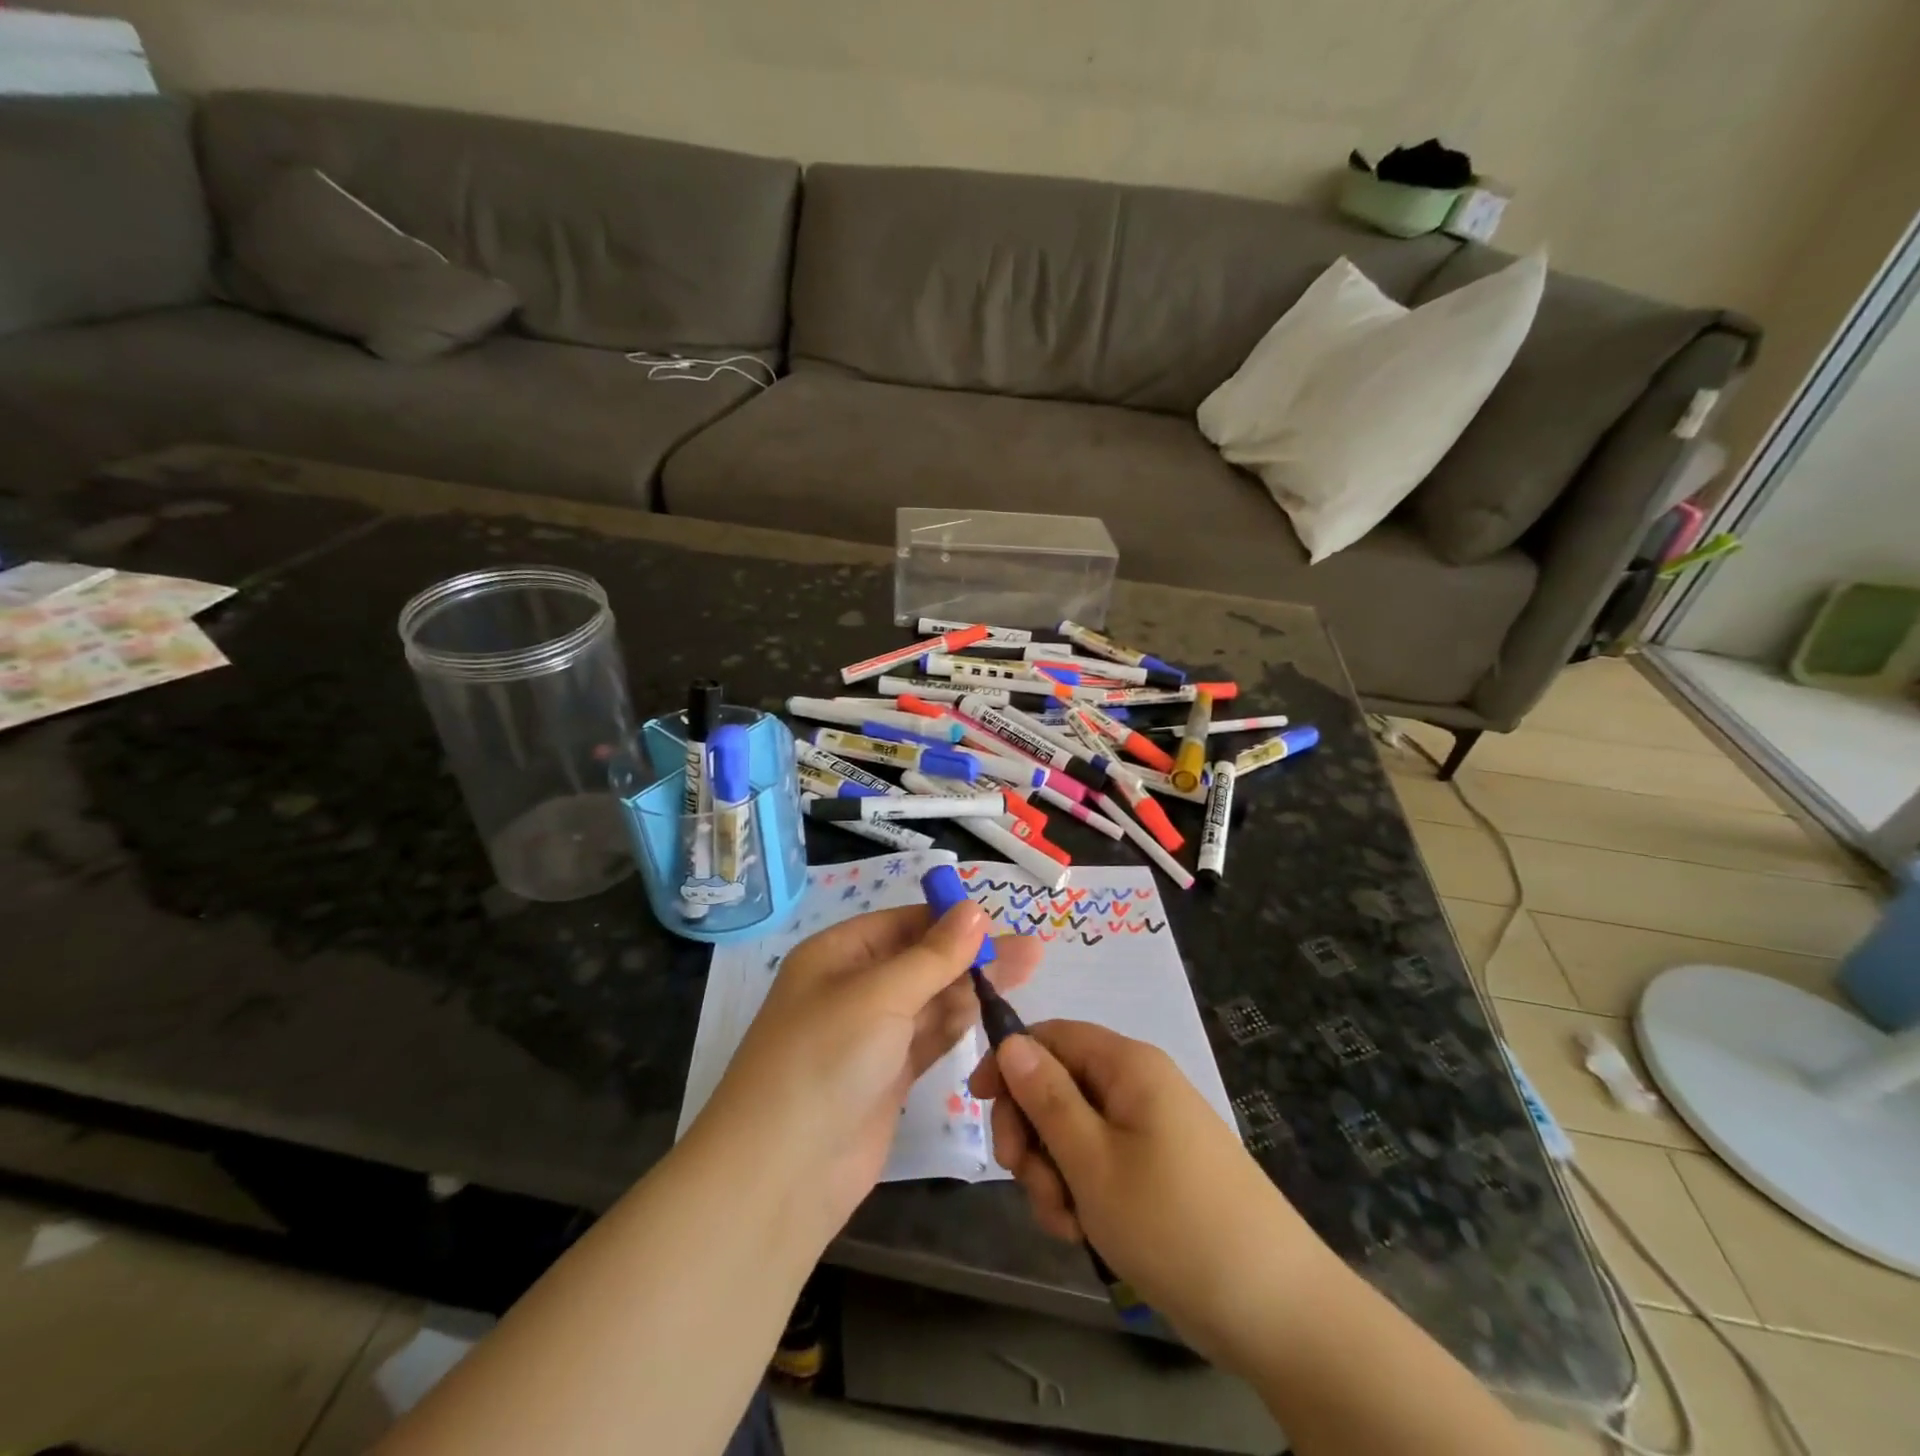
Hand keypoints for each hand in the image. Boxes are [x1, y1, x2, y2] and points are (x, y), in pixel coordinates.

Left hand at [695, 903, 1039, 1246]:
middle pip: (922, 960)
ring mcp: (872, 1036)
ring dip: (973, 986)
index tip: (998, 921)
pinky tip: (995, 1009)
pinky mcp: (888, 1076)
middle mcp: (854, 989)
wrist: (780, 1175)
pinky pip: (930, 1037)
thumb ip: (934, 955)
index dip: (948, 919)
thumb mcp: (880, 995)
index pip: (901, 923)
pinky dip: (960, 1023)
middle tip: (1031, 950)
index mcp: (837, 955)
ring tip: (1029, 970)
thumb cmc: (825, 1059)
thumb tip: (975, 908)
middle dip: (972, 953)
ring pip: (931, 999)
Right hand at [970, 1020, 1335, 1372]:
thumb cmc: (1173, 1223)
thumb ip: (1045, 1097)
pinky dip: (1081, 1192)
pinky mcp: (1156, 1169)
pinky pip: (1099, 1163)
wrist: (1275, 1309)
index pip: (1051, 1035)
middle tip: (1026, 1181)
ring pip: (1073, 1131)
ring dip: (1053, 1173)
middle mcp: (1138, 1085)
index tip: (977, 1105)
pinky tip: (1085, 1233)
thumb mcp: (1092, 1160)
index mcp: (1127, 1065)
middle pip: (1058, 1085)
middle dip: (1031, 1133)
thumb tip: (1011, 1039)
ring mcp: (1149, 1129)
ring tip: (1067, 1222)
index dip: (1010, 1062)